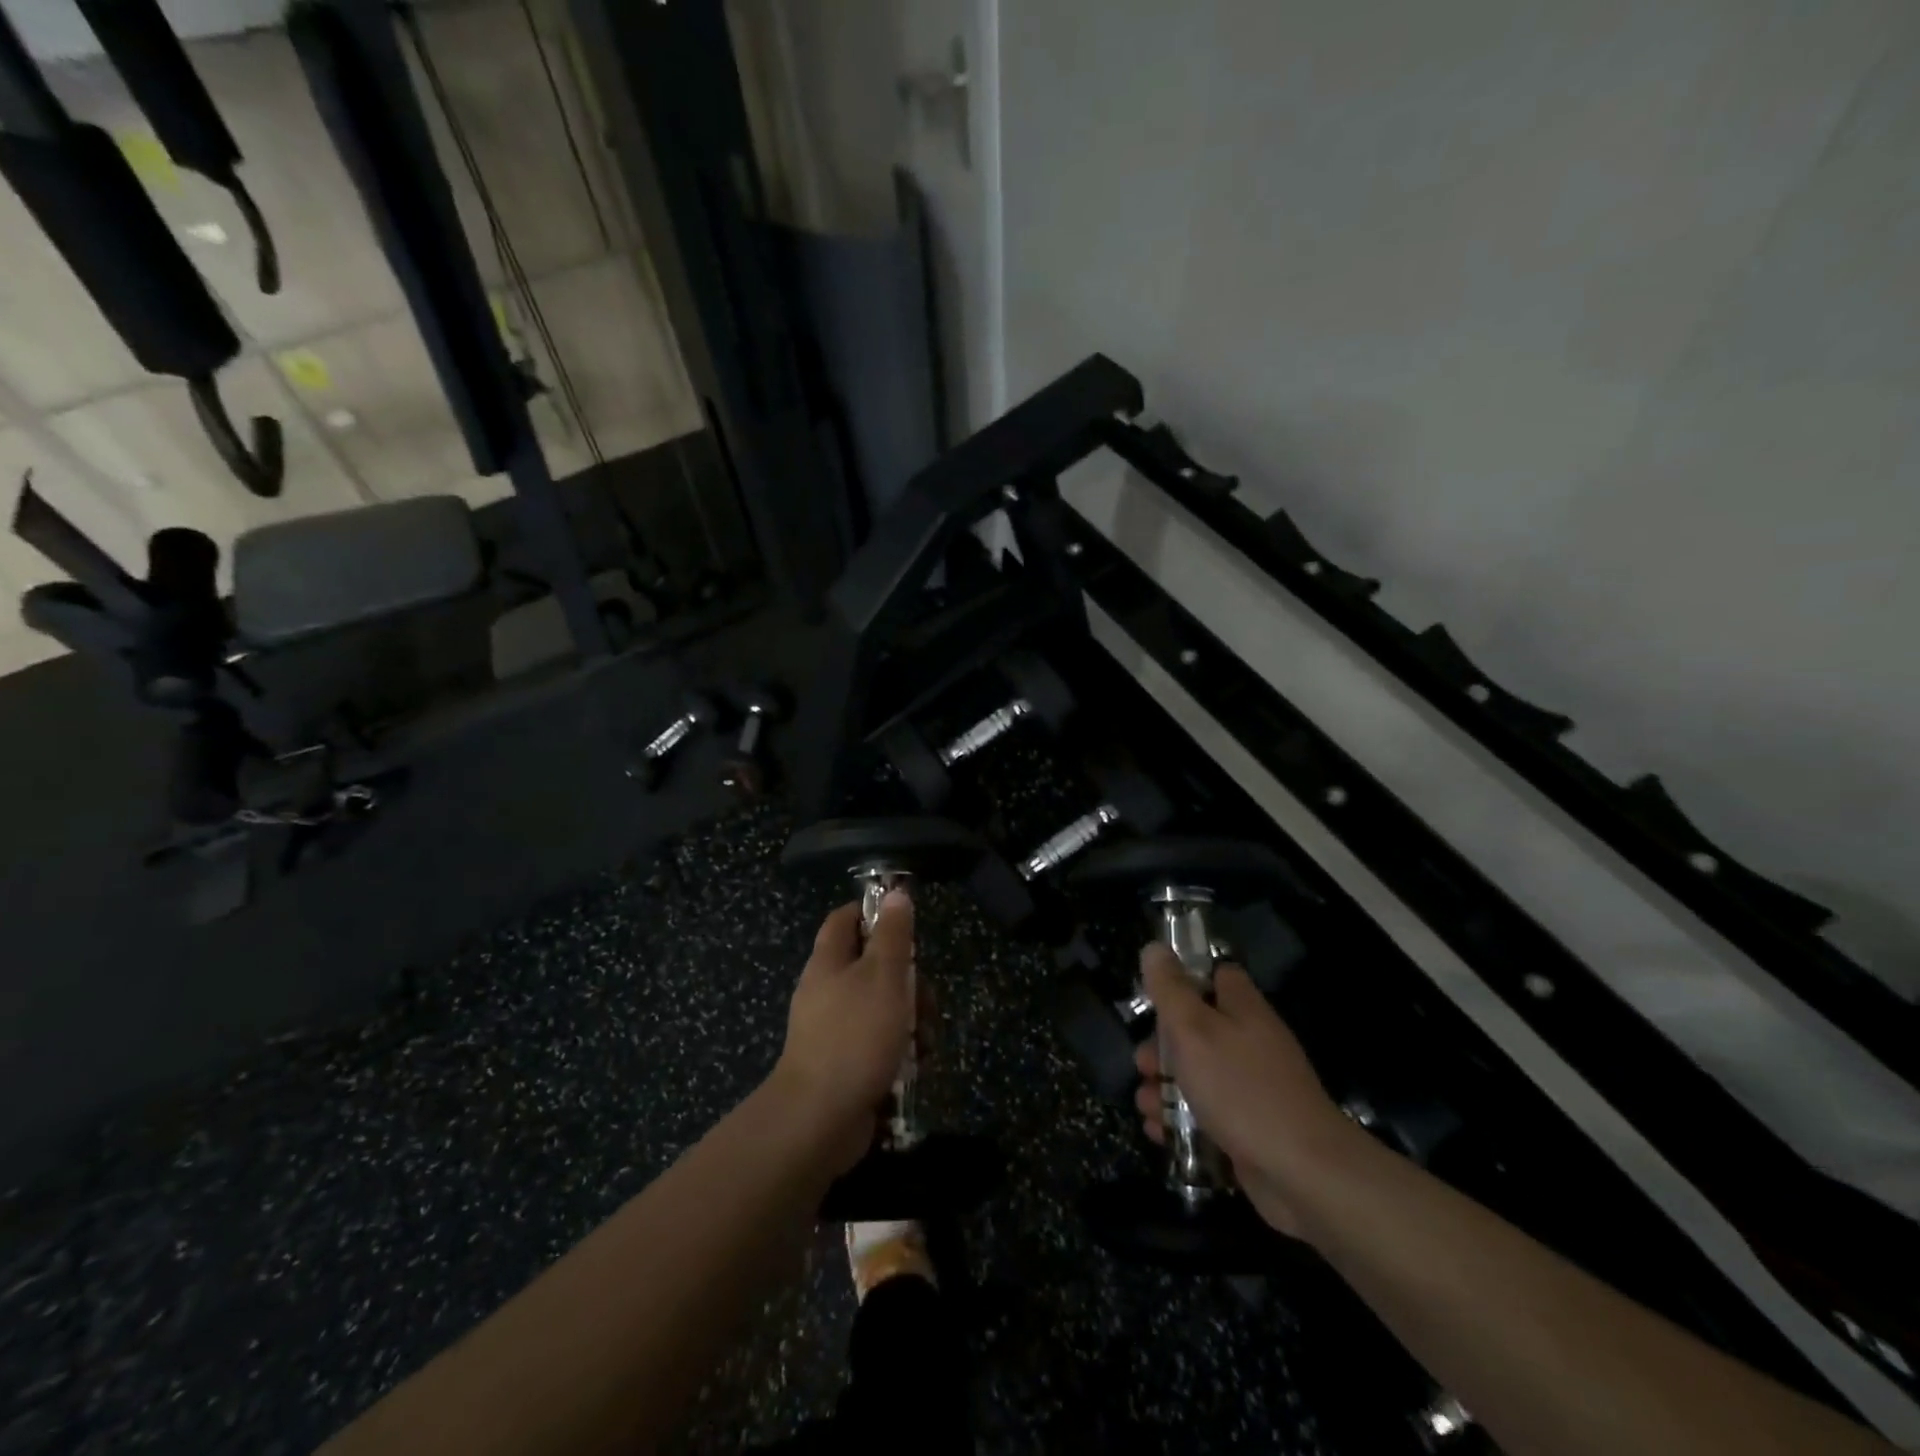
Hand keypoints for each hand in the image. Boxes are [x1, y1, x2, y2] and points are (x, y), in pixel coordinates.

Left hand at [774, 892, 915, 1173]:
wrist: (819, 1119)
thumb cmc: (855, 1036)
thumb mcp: (884, 976)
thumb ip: (893, 935)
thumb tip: (895, 893)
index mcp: (829, 962)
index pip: (845, 919)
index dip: (874, 914)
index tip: (907, 926)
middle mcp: (827, 991)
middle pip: (872, 967)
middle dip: (908, 980)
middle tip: (927, 998)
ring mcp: (834, 1030)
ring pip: (882, 1008)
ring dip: (911, 1020)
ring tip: (927, 1041)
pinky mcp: (844, 1064)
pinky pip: (878, 1044)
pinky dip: (900, 1050)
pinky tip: (917, 1065)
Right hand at [1132, 942, 1356, 1238]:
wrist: (1302, 1173)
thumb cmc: (1240, 1088)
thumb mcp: (1193, 1029)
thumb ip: (1170, 989)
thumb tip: (1154, 948)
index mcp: (1242, 1008)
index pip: (1216, 975)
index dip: (1185, 978)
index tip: (1155, 994)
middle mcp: (1249, 1042)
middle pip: (1197, 1029)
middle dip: (1161, 1046)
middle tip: (1144, 1064)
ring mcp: (1251, 1087)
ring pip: (1197, 1075)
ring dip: (1164, 1088)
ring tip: (1146, 1104)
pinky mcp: (1248, 1127)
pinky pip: (1206, 1114)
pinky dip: (1180, 1121)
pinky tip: (1159, 1132)